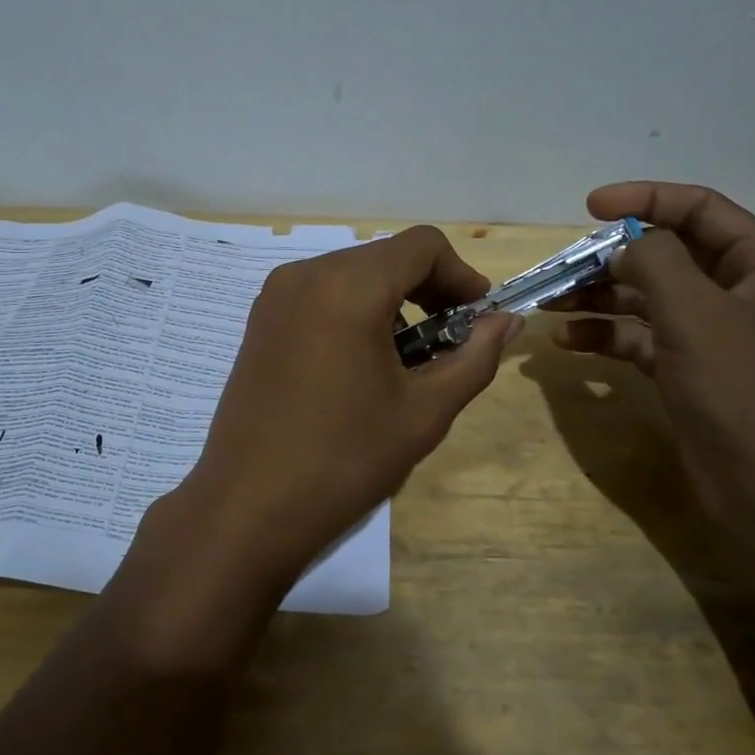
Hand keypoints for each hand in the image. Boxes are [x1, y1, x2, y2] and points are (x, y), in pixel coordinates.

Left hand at [156, 226, 518, 595]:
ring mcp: (275, 296)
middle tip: (450, 344)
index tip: (477, 320)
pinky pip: (321, 294)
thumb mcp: (424, 412)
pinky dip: (355, 312)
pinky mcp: (260, 320)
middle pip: (387, 258)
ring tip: (407, 362)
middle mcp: (306, 274)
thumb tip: (508, 322)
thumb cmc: (344, 460)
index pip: (423, 245)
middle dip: (429, 290)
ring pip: (354, 274)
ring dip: (392, 302)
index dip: (461, 275)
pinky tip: (362, 365)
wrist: (246, 508)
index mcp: (348, 286)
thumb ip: (475, 358)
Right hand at [547, 181, 754, 546]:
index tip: (589, 207)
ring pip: (651, 299)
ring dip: (601, 298)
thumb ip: (655, 261)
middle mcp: (746, 293)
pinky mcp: (695, 373)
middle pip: (669, 256)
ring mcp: (719, 337)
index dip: (644, 199)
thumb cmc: (746, 391)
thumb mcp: (695, 313)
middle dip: (612, 258)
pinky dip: (608, 336)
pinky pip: (645, 340)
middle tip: (561, 266)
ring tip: (549, 302)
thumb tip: (625, 244)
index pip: (700, 210)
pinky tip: (566, 341)